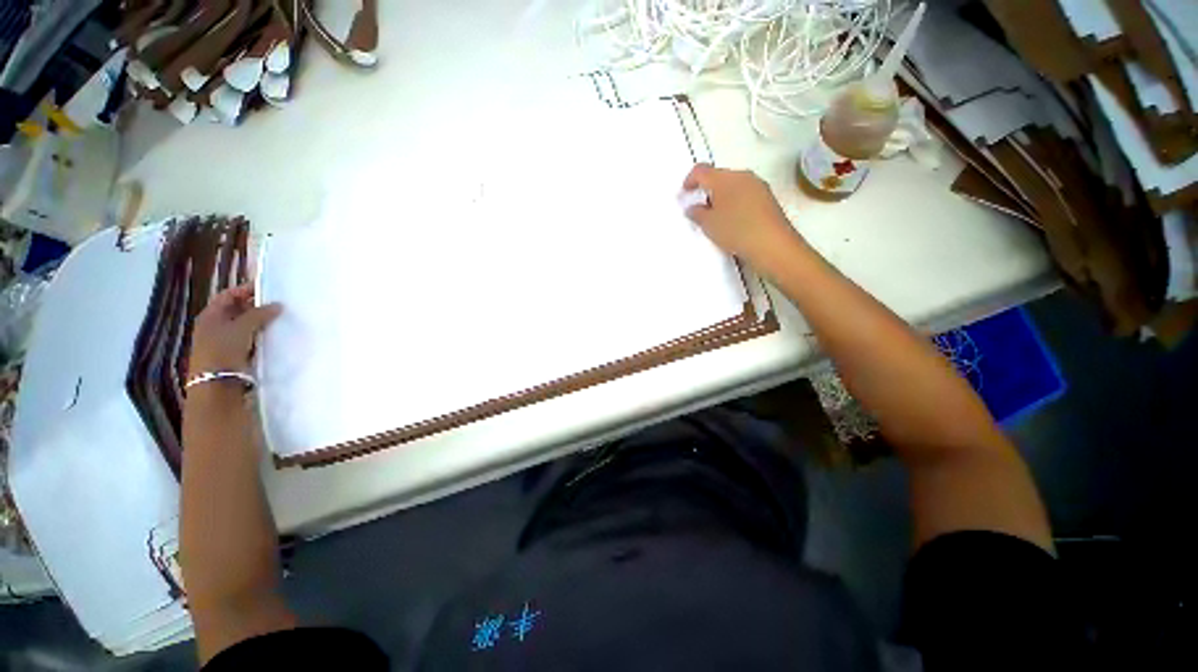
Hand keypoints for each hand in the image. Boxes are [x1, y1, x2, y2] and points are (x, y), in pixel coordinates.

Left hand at [188, 284, 281, 375]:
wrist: (217, 382)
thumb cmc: (224, 349)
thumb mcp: (242, 327)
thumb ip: (260, 314)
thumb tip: (278, 304)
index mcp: (211, 314)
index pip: (229, 295)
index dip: (246, 290)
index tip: (268, 288)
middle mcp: (215, 325)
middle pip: (237, 309)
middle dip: (256, 306)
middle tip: (278, 304)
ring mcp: (223, 340)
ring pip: (244, 325)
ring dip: (260, 322)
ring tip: (279, 319)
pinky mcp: (233, 353)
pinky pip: (249, 338)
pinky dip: (260, 335)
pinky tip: (273, 335)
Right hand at [682, 164, 806, 271]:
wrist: (772, 245)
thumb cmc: (736, 231)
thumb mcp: (708, 225)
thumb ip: (696, 213)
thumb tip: (693, 208)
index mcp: (725, 178)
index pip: (701, 171)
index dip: (690, 180)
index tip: (684, 192)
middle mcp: (743, 176)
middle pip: (719, 177)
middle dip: (707, 190)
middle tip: (699, 208)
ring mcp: (758, 186)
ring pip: (734, 186)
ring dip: (722, 197)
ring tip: (716, 218)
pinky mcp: (768, 198)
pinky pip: (745, 195)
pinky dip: (735, 203)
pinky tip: (732, 221)